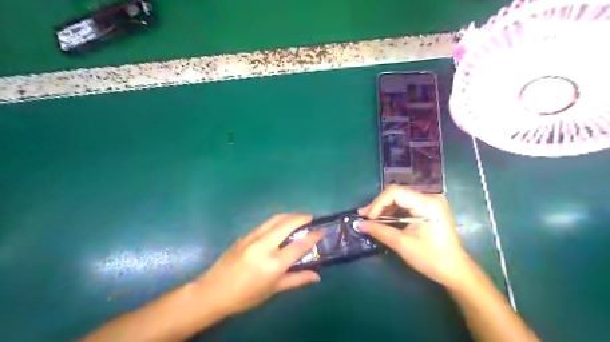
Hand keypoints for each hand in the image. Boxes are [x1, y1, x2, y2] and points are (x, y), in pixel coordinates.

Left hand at [193, 214, 323, 317]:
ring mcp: (253, 238)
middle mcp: (264, 246)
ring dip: (290, 215)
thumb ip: (297, 279)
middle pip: (288, 223)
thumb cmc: (246, 295)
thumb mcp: (274, 289)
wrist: (213, 291)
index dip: (313, 236)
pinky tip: (281, 225)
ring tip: (299, 218)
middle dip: (302, 217)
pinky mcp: (245, 235)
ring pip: (276, 219)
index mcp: (273, 263)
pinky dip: (278, 220)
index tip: (321, 231)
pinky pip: (266, 223)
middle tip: (312, 219)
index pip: (299, 245)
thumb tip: (317, 276)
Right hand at [358, 186, 470, 286]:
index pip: (396, 193)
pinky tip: (383, 219)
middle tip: (364, 217)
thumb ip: (380, 231)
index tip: (367, 217)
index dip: (378, 203)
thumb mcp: (403, 245)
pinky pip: (406, 205)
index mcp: (428, 203)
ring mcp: (430, 202)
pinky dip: (393, 212)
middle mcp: (430, 197)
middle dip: (379, 205)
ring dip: (384, 208)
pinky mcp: (429, 208)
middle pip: (397, 194)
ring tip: (370, 219)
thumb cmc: (432, 258)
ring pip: (400, 198)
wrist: (455, 270)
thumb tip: (359, 225)